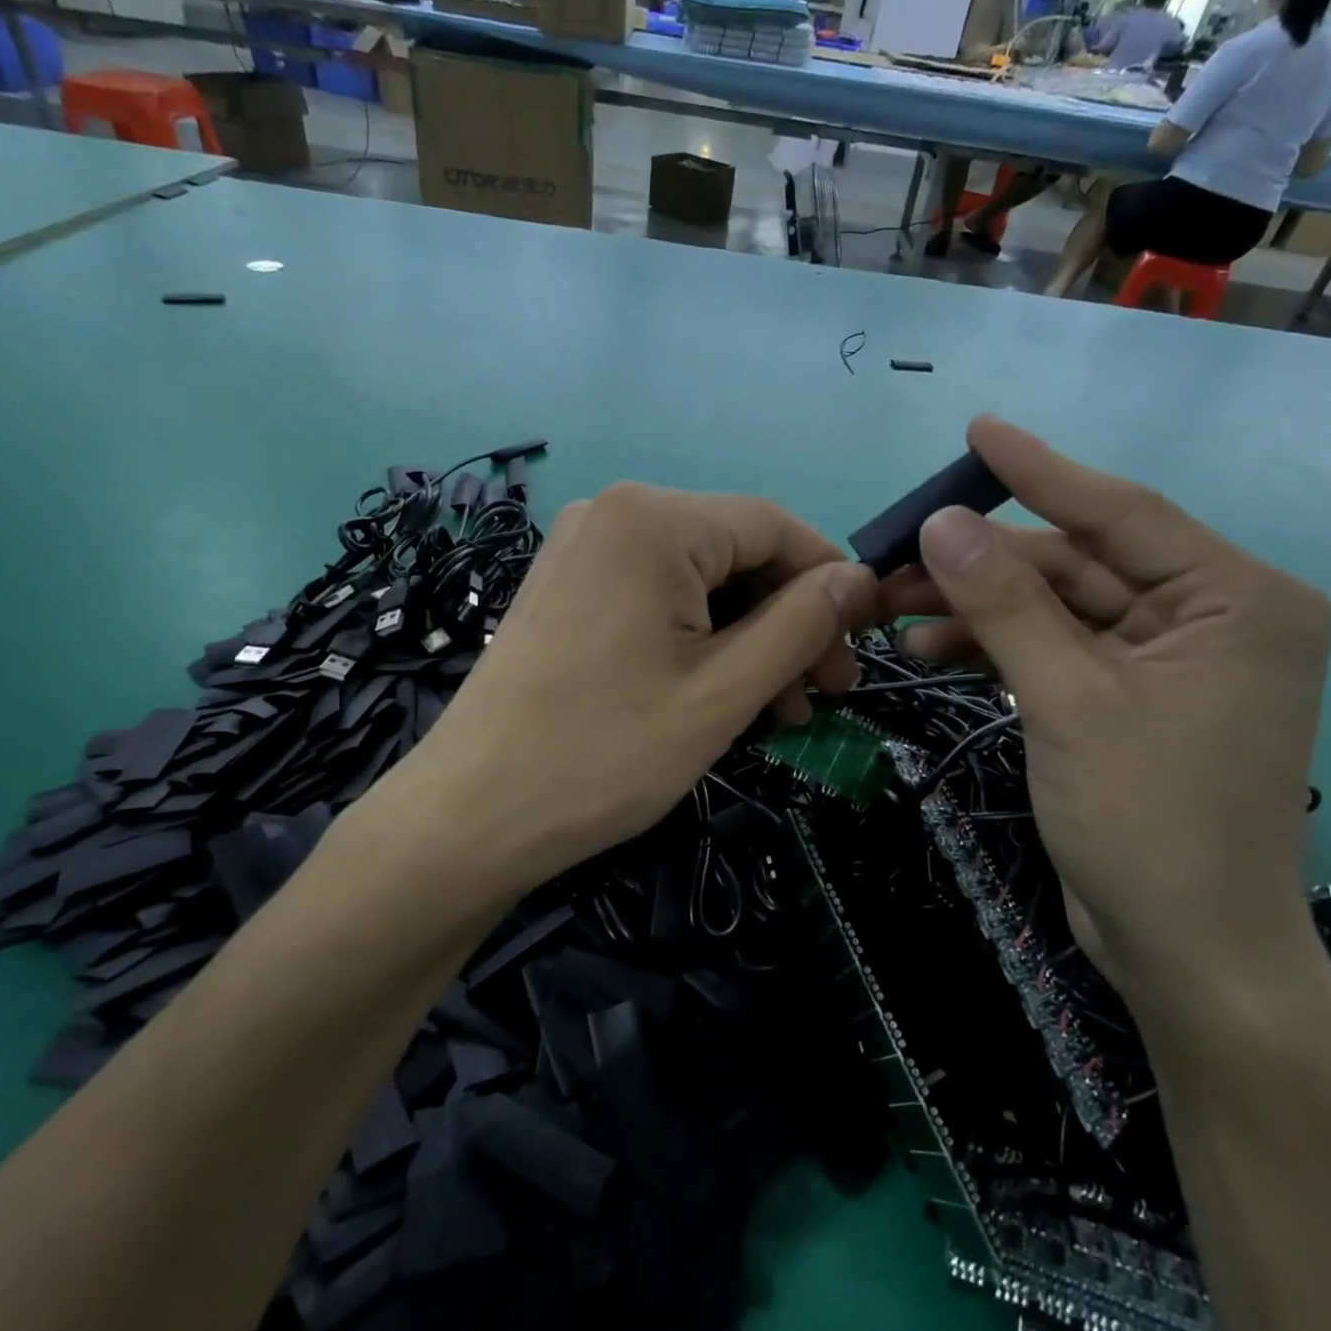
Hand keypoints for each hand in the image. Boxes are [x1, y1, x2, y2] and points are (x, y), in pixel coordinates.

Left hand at [412, 483, 876, 885]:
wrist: (470, 816)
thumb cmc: (604, 754)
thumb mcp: (723, 692)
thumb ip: (801, 624)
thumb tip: (860, 580)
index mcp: (653, 519)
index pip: (775, 526)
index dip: (830, 583)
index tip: (861, 648)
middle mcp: (613, 514)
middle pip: (735, 553)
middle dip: (788, 622)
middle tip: (823, 695)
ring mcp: (582, 550)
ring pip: (698, 581)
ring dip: (748, 639)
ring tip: (780, 712)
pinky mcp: (567, 588)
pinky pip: (656, 598)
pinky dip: (698, 640)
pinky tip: (721, 694)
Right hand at [880, 417, 1330, 1004]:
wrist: (1184, 953)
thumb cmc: (1149, 822)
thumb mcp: (1069, 700)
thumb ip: (1005, 606)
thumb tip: (940, 524)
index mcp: (1234, 599)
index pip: (1121, 512)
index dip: (1039, 471)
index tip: (976, 431)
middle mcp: (1206, 616)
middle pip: (1074, 565)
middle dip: (981, 566)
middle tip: (894, 559)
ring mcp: (1163, 660)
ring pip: (1052, 609)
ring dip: (976, 610)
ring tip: (894, 616)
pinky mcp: (1124, 698)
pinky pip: (1051, 649)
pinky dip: (993, 649)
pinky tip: (931, 653)